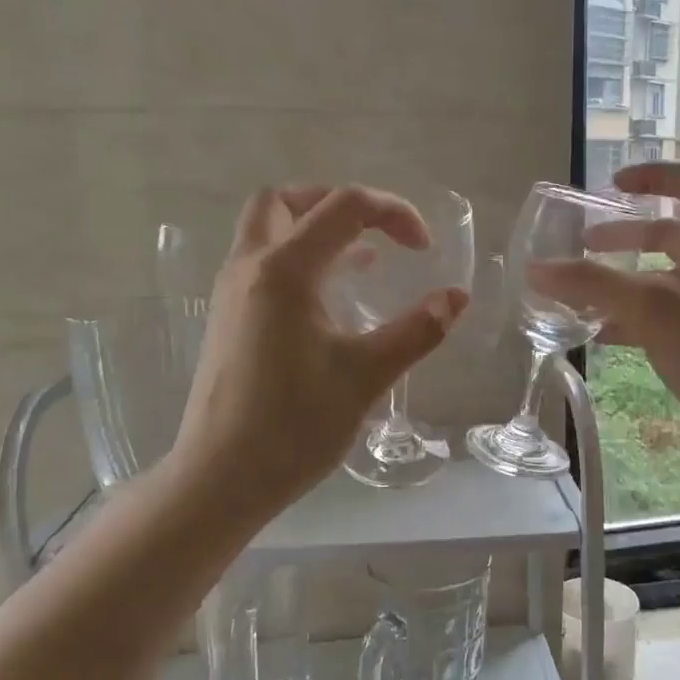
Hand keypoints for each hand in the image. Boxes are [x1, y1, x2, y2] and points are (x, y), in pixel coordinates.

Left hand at [165, 185, 468, 521]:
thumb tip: (457, 297)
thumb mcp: (366, 376)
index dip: (393, 212)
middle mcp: (250, 267)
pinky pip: (262, 262)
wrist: (221, 479)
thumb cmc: (294, 425)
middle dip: (338, 203)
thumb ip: (417, 330)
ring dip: (315, 229)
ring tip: (363, 259)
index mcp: (284, 270)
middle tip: (379, 234)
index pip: (343, 206)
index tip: (425, 249)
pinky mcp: (227, 319)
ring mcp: (231, 292)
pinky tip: (330, 299)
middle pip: (288, 200)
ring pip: (267, 229)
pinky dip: (298, 258)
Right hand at [529, 163, 679, 464]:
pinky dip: (637, 314)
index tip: (611, 187)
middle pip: (670, 231)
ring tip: (584, 292)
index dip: (650, 176)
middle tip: (585, 244)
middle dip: (624, 236)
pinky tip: (603, 333)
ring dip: (626, 278)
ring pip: (666, 274)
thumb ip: (589, 283)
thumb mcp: (647, 307)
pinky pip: (670, 309)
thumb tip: (535, 269)